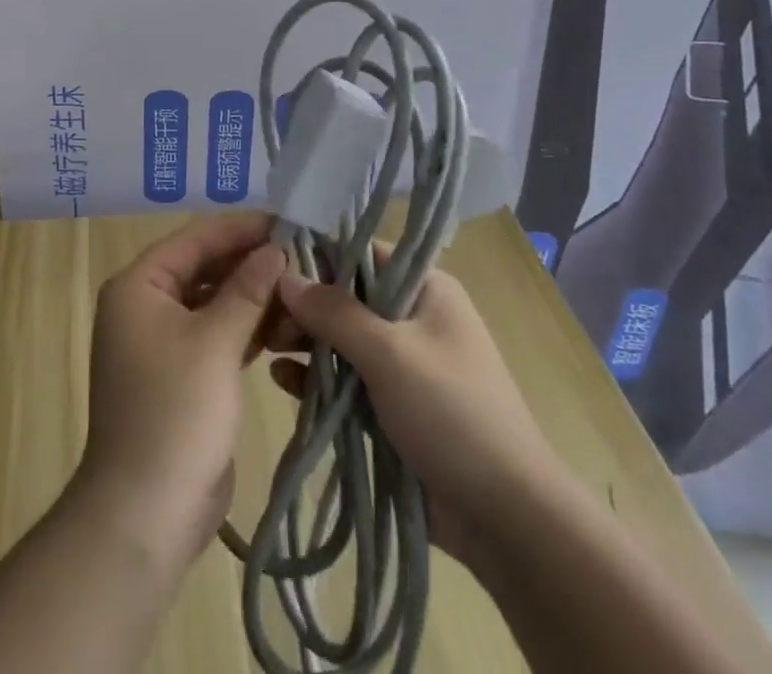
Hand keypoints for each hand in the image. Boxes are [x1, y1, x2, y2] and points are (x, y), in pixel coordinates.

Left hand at [76, 214, 287, 571]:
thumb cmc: (176, 412)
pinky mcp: (183, 373)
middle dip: (251, 263)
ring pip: (214, 302)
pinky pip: (217, 335)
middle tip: (304, 256)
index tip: (288, 221)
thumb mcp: (216, 343)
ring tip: (303, 291)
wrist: (146, 513)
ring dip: (254, 297)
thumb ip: (247, 289)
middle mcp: (145, 305)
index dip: (241, 228)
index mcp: (139, 286)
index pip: (195, 239)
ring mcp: (163, 341)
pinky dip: (247, 329)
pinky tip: (286, 326)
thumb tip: (275, 248)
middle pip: (204, 268)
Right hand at [267, 256, 559, 567]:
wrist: (507, 517)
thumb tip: (285, 275)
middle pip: (346, 297)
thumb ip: (334, 312)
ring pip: (341, 339)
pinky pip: (345, 380)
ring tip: (264, 348)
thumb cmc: (452, 413)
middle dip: (305, 307)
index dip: (318, 258)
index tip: (272, 268)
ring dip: (305, 342)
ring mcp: (401, 363)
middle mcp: (413, 316)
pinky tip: (281, 380)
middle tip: (265, 319)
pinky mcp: (390, 405)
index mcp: (425, 288)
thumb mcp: (389, 353)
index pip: (362, 254)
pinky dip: (315, 378)